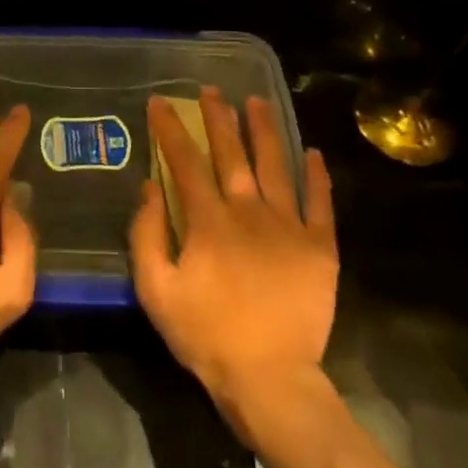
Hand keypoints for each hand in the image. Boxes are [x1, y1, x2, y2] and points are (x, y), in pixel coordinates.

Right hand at [130, 88, 337, 427]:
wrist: (268, 377)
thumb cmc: (204, 334)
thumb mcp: (155, 289)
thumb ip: (146, 234)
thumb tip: (149, 186)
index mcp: (208, 221)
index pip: (185, 162)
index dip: (171, 129)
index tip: (161, 103)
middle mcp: (249, 212)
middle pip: (231, 154)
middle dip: (218, 118)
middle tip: (211, 91)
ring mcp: (288, 227)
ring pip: (276, 166)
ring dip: (265, 131)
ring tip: (258, 102)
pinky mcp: (319, 247)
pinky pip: (320, 202)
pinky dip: (316, 175)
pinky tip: (312, 152)